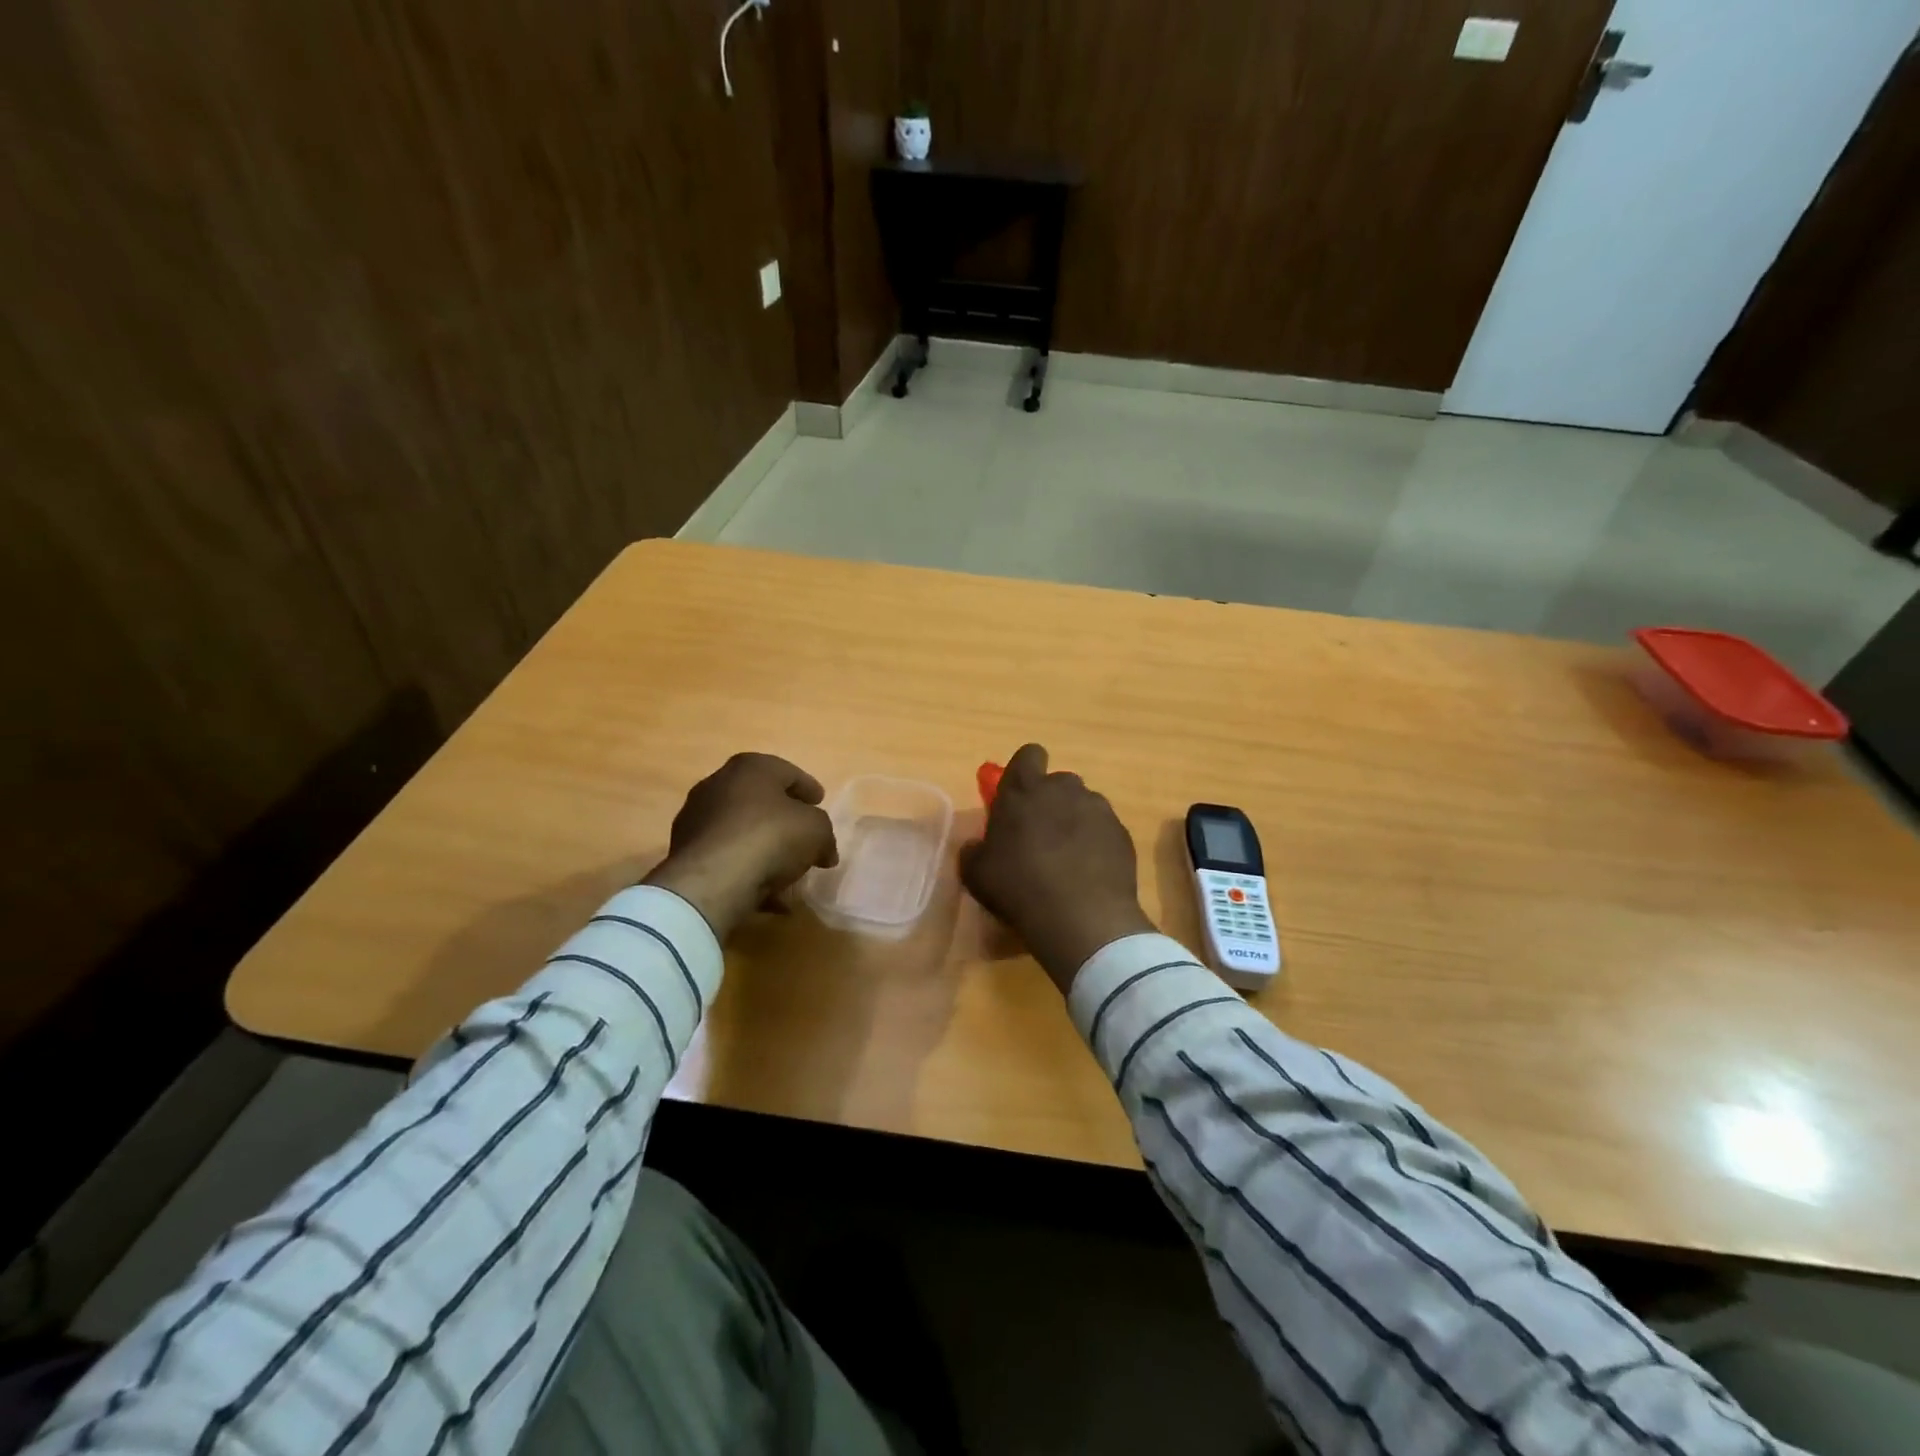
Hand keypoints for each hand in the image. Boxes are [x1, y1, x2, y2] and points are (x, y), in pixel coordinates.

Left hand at [643, 753, 838, 939]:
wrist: (712, 880)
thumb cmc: (771, 838)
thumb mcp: (817, 830)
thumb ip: (824, 833)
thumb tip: (824, 851)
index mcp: (751, 767)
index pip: (788, 772)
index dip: (808, 788)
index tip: (820, 802)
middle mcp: (718, 784)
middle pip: (760, 798)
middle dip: (783, 816)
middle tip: (803, 833)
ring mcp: (696, 818)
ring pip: (741, 829)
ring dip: (763, 845)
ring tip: (786, 869)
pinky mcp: (684, 851)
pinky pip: (726, 856)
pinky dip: (746, 869)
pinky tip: (766, 892)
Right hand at [959, 743, 1155, 993]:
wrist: (1081, 918)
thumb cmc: (1018, 887)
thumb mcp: (977, 874)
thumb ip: (974, 851)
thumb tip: (977, 846)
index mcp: (1024, 789)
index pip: (1028, 755)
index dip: (1024, 771)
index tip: (1020, 796)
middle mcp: (1063, 789)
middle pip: (1058, 781)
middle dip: (1050, 801)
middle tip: (1040, 836)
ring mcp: (1097, 809)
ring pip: (1083, 804)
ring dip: (1075, 822)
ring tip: (1068, 859)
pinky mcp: (1122, 833)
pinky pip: (1104, 829)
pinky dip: (1097, 843)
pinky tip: (1089, 873)